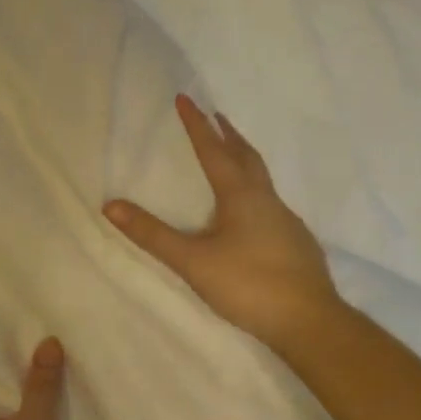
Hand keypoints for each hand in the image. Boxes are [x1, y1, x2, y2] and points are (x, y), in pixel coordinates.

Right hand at [103, 94, 339, 354]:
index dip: (196, 125)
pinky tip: (251, 211)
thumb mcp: (192, 261)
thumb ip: (152, 234)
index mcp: (241, 196)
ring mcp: (286, 220)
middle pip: (246, 156)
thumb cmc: (248, 285)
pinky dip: (255, 189)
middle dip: (227, 134)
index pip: (214, 150)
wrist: (309, 321)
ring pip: (262, 178)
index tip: (184, 98)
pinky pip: (270, 201)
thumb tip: (111, 205)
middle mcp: (266, 199)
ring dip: (244, 159)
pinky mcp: (296, 241)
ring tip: (231, 155)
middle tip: (215, 115)